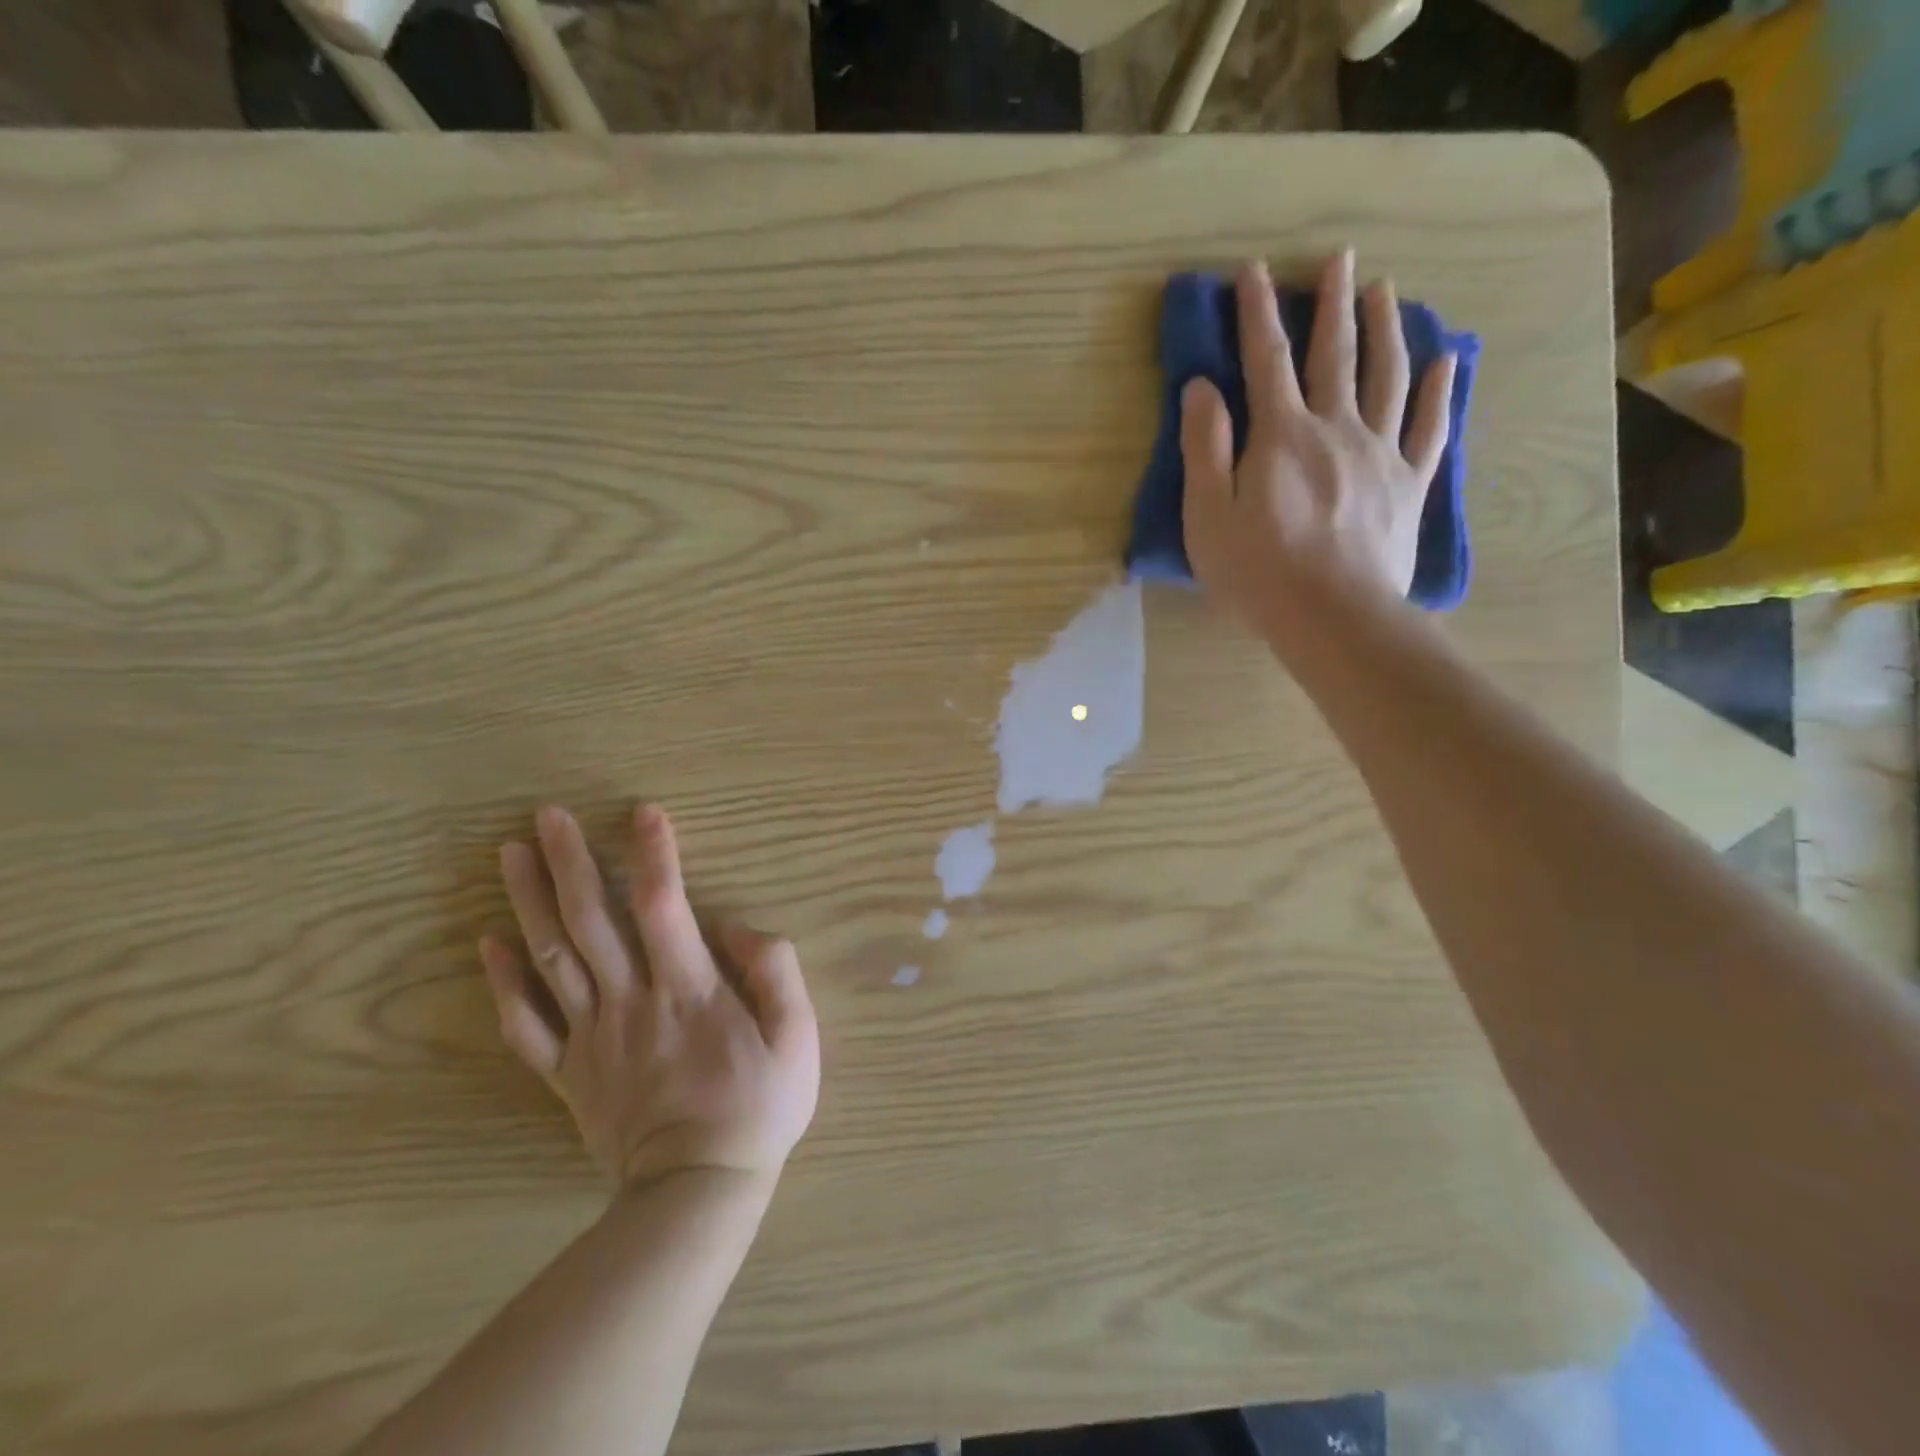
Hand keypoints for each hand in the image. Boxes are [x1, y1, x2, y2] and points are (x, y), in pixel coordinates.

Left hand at [479, 804, 819, 1188]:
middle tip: (547, 815)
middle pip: (593, 921)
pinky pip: (525, 1025)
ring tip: (509, 854)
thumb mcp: (798, 1037)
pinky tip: (489, 942)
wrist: (697, 1193)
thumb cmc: (758, 1108)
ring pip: (553, 958)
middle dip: (570, 862)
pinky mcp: (568, 1073)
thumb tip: (735, 927)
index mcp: (689, 990)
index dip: (654, 854)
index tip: (642, 812)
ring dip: (530, 902)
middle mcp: (632, 1002)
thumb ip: (775, 971)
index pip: (665, 906)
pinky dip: (503, 982)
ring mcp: (592, 1037)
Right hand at [1180, 252, 1457, 645]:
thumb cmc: (1257, 571)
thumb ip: (1204, 449)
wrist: (1333, 615)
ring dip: (1385, 329)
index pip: (1265, 359)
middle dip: (1331, 303)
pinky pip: (1429, 427)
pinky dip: (1438, 390)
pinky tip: (1445, 361)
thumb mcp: (1208, 515)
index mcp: (1280, 435)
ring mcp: (1380, 452)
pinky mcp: (1409, 483)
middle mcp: (1335, 427)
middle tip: (1339, 259)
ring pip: (1387, 376)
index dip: (1257, 312)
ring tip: (1384, 291)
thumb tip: (1201, 387)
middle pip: (1334, 354)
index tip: (1252, 270)